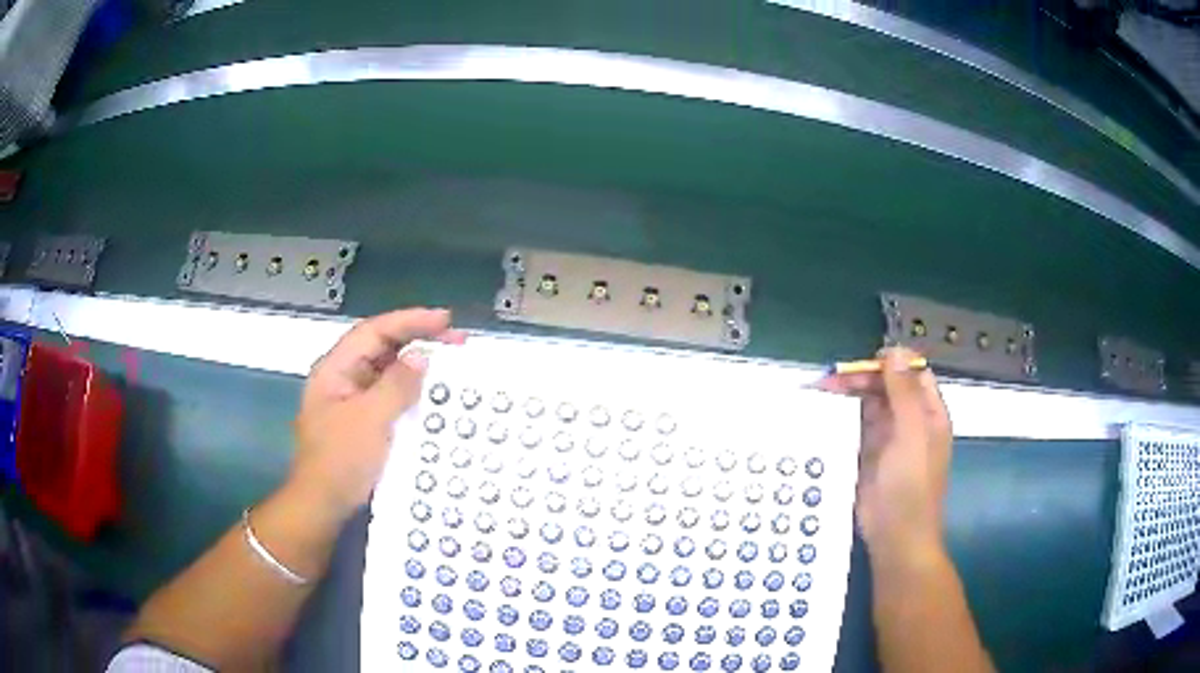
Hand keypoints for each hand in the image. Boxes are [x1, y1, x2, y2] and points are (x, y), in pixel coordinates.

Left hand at [291, 308, 464, 517]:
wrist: (323, 506)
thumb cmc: (340, 461)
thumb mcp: (369, 420)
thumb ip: (396, 385)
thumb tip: (421, 356)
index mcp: (335, 369)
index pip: (373, 331)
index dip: (409, 321)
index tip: (444, 320)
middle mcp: (343, 379)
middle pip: (382, 347)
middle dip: (418, 340)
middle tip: (457, 340)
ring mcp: (353, 401)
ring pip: (388, 372)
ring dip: (417, 366)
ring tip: (451, 363)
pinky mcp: (365, 422)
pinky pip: (391, 396)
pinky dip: (412, 392)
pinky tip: (433, 396)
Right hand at [820, 347, 952, 563]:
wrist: (895, 538)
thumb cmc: (910, 486)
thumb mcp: (912, 435)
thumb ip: (904, 393)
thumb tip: (895, 351)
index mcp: (928, 414)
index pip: (913, 374)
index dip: (892, 363)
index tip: (864, 362)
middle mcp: (910, 422)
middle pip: (887, 388)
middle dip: (862, 379)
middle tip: (831, 380)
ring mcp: (888, 440)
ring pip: (869, 406)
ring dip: (849, 396)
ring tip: (821, 392)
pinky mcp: (868, 456)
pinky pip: (855, 428)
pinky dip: (841, 418)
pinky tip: (823, 414)